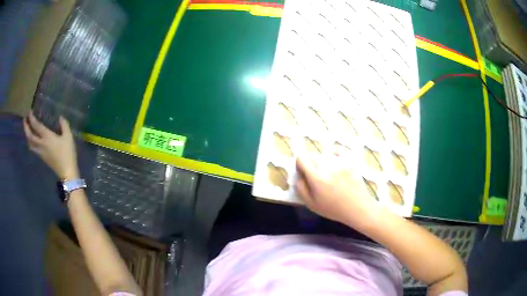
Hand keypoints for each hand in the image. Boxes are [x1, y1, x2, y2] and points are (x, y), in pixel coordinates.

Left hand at [23, 112, 78, 178]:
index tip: (29, 111)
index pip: (36, 126)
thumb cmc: (67, 153)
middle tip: (24, 119)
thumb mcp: (68, 137)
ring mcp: (40, 152)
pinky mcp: (42, 157)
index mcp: (47, 137)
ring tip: (27, 130)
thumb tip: (60, 117)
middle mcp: (41, 143)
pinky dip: (30, 142)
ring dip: (27, 136)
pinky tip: (32, 140)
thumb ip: (64, 125)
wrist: (66, 172)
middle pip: (30, 136)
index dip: (32, 118)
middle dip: (26, 127)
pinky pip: (33, 148)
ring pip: (30, 143)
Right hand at [295, 154, 379, 229]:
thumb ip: (301, 188)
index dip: (300, 163)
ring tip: (329, 172)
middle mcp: (327, 166)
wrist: (358, 207)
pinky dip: (336, 155)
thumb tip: (298, 175)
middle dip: (311, 162)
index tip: (302, 169)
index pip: (302, 159)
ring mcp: (340, 162)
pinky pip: (338, 151)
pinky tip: (338, 165)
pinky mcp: (350, 160)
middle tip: (316, 174)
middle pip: (313, 155)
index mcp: (316, 177)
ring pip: (325, 154)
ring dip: (324, 160)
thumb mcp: (312, 204)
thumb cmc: (334, 209)